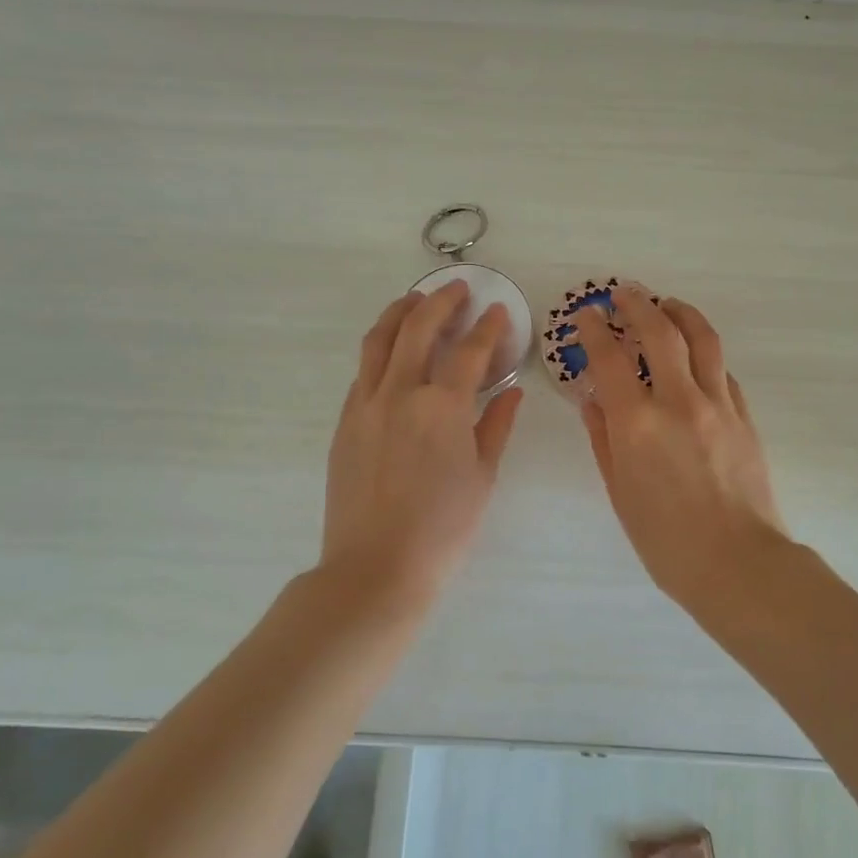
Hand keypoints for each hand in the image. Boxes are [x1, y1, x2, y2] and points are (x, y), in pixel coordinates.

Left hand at [321, 282, 522, 607]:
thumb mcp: (482, 477)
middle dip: (440, 302)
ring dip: (400, 314)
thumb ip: (496, 426)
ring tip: (414, 300)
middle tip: (456, 289)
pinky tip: (392, 353)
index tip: (497, 311)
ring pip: (379, 341)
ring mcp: (366, 405)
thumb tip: (511, 392)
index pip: (469, 351)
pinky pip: (363, 372)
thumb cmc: (443, 529)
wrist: (376, 568)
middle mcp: (400, 393)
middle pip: (418, 329)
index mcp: (442, 407)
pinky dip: (380, 350)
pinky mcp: (345, 422)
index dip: (487, 328)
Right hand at [575, 287, 787, 603]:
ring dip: (681, 313)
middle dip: (638, 304)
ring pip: (702, 339)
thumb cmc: (666, 540)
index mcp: (637, 423)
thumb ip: (603, 439)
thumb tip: (592, 400)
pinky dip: (705, 353)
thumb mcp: (620, 492)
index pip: (610, 358)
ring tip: (667, 304)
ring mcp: (718, 404)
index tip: (586, 314)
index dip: (595, 329)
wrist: (737, 564)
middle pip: (660, 332)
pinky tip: (696, 356)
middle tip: (624, 293)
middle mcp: (678, 401)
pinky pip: (723, 371)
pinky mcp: (744, 415)